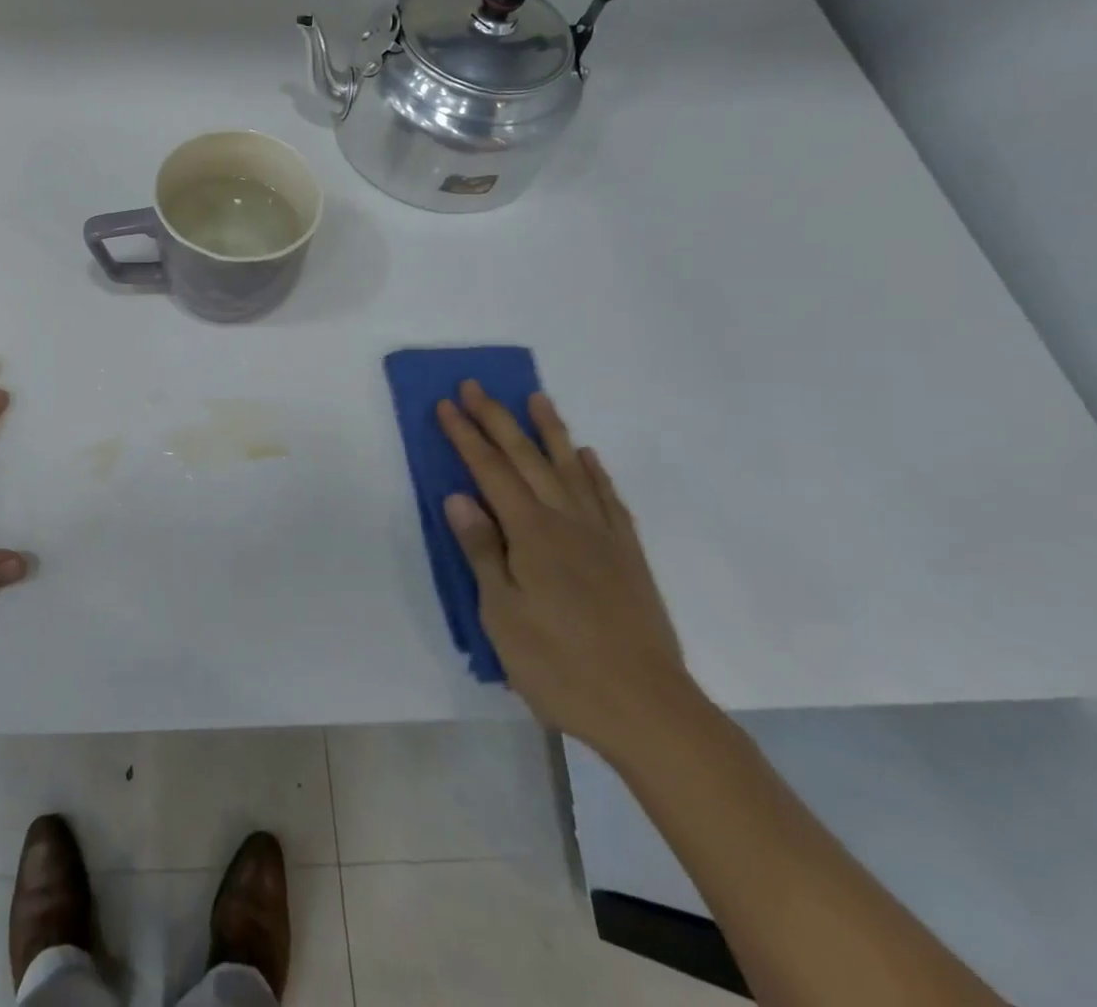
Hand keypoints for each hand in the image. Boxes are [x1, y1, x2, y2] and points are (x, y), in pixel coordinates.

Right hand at [437, 385, 706, 763]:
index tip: (447, 404)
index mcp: (532, 534)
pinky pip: (608, 499)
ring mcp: (603, 537)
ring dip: (550, 430)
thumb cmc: (560, 666)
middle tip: (476, 386)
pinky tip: (587, 458)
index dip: (466, 436)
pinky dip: (594, 472)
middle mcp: (567, 522)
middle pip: (527, 458)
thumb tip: (459, 497)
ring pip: (571, 469)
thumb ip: (482, 551)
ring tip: (538, 398)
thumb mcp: (502, 615)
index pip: (491, 471)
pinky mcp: (628, 556)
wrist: (650, 710)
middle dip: (498, 419)